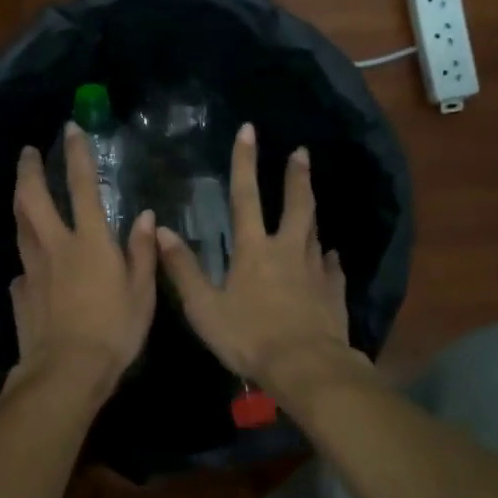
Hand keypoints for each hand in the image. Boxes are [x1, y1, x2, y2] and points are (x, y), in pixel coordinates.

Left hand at [8, 124, 157, 394]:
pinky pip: (22, 268)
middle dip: (28, 170)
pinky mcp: (20, 293)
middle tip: (27, 153)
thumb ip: (142, 252)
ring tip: (22, 192)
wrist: (66, 371)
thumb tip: (144, 217)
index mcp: (89, 241)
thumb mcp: (142, 293)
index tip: (71, 129)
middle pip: (32, 198)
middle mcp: (55, 246)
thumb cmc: (114, 331)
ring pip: (20, 226)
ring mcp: (32, 269)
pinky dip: (28, 258)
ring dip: (20, 203)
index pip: (82, 186)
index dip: (77, 154)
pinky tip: (32, 266)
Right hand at [156, 123, 355, 389]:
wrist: (305, 367)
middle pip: (296, 205)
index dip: (244, 162)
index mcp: (254, 250)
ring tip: (312, 195)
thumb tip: (163, 230)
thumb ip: (183, 269)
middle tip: (301, 152)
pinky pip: (332, 268)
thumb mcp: (203, 307)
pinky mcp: (334, 293)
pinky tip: (331, 256)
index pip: (246, 197)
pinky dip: (329, 259)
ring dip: (311, 210)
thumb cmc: (248, 337)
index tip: (249, 131)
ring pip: (315, 232)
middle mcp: (287, 250)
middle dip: (296, 176)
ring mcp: (315, 270)